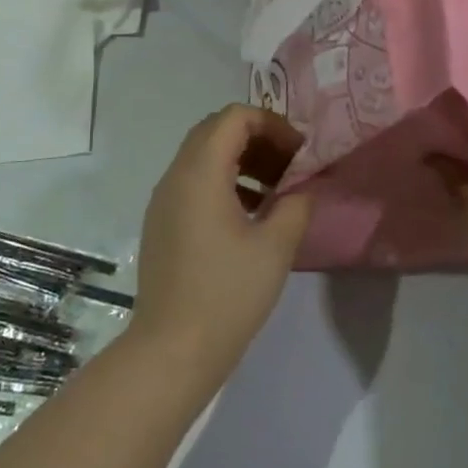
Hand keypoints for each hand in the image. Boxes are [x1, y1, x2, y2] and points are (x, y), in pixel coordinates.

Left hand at [129, 104, 311, 376]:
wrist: (172, 351)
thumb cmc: (227, 294)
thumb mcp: (275, 246)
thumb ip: (296, 204)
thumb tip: (304, 187)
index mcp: (201, 172)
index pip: (235, 117)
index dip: (272, 123)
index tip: (299, 152)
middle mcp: (176, 176)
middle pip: (216, 130)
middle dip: (258, 137)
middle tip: (290, 164)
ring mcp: (164, 200)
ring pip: (204, 156)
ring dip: (242, 159)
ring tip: (277, 189)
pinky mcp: (162, 223)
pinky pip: (194, 182)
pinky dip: (225, 181)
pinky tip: (252, 214)